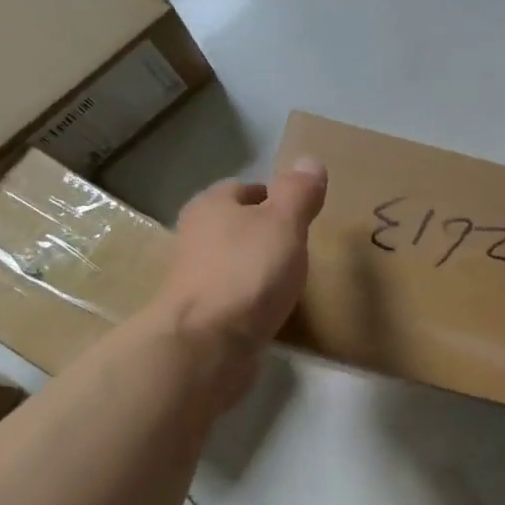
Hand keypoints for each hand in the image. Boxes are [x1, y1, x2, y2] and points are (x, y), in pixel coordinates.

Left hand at [148, 157, 327, 411]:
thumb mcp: (283, 223)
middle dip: (266, 234)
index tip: (302, 216)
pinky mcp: (201, 315)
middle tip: (301, 248)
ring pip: (234, 262)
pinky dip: (252, 300)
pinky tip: (272, 310)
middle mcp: (195, 236)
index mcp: (211, 205)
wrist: (207, 344)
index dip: (275, 198)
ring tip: (291, 280)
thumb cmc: (247, 273)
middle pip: (237, 226)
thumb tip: (309, 161)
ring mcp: (195, 279)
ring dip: (258, 268)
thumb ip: (298, 192)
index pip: (245, 189)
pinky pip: (234, 297)